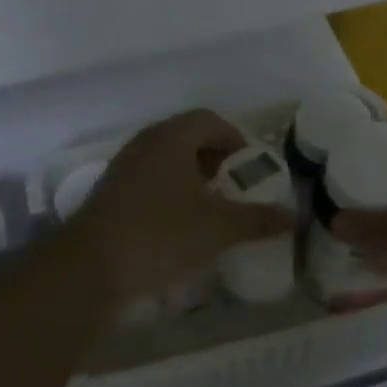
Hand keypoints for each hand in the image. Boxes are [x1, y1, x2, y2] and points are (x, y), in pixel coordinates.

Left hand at [68, 110, 295, 307]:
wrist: (91, 266)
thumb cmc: (161, 234)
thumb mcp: (218, 228)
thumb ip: (258, 219)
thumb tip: (295, 216)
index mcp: (172, 137)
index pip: (210, 120)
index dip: (235, 140)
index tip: (250, 169)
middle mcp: (146, 142)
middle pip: (187, 137)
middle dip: (215, 159)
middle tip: (234, 188)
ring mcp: (123, 165)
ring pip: (166, 159)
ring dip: (191, 177)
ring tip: (210, 208)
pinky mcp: (110, 191)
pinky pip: (149, 179)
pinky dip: (169, 192)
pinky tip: (178, 225)